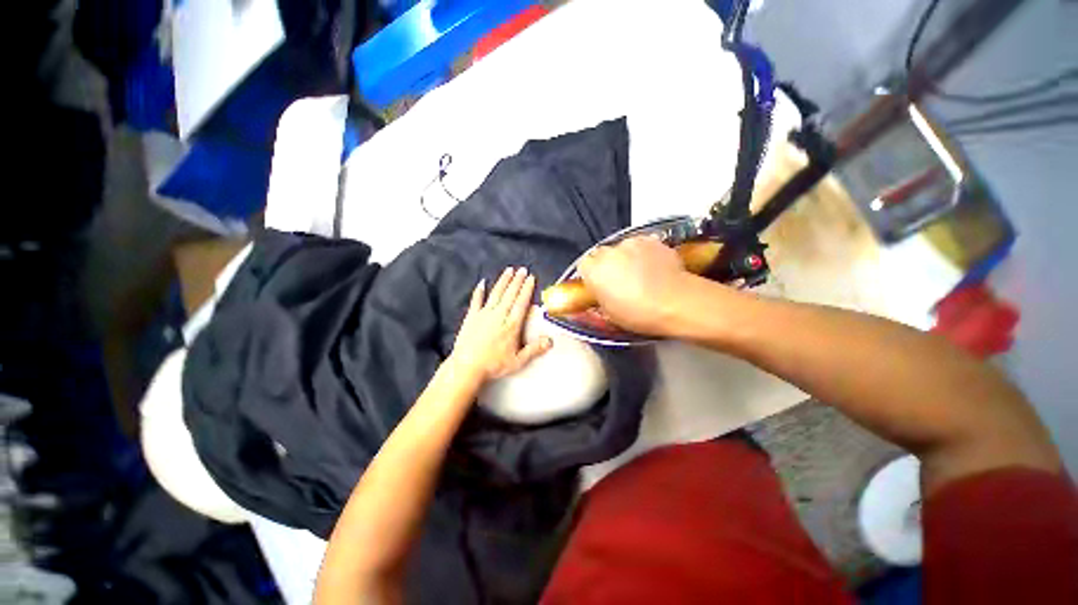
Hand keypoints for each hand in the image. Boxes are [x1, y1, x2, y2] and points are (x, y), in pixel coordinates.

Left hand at [449, 267, 552, 382]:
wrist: (467, 367)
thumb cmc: (493, 365)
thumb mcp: (518, 361)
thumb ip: (534, 349)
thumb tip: (550, 341)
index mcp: (511, 325)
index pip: (521, 302)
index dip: (527, 289)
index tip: (530, 278)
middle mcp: (499, 316)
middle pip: (510, 294)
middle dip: (517, 280)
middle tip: (522, 269)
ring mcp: (484, 314)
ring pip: (496, 293)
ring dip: (503, 281)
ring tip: (508, 270)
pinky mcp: (471, 317)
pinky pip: (476, 300)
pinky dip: (479, 291)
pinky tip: (482, 282)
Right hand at [577, 236, 691, 335]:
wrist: (675, 302)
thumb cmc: (637, 314)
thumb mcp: (610, 313)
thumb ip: (601, 296)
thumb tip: (602, 290)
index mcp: (594, 270)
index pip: (584, 265)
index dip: (592, 274)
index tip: (599, 284)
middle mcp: (609, 252)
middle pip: (602, 254)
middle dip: (607, 264)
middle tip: (619, 279)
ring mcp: (631, 243)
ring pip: (623, 248)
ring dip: (627, 257)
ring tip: (641, 272)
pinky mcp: (652, 240)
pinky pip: (642, 245)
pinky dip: (645, 254)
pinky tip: (655, 267)